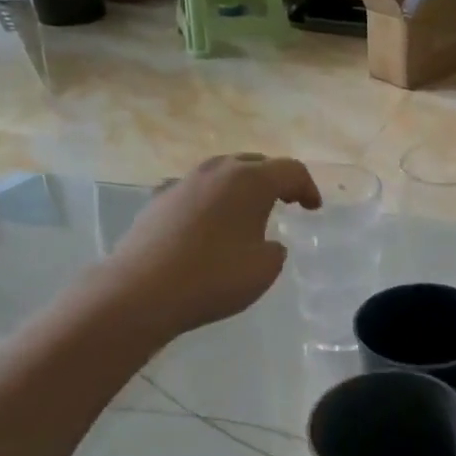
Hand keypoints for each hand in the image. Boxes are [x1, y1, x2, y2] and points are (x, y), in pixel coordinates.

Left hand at [98, 154, 319, 340]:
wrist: (141, 291)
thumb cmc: (214, 277)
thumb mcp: (264, 269)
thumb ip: (274, 249)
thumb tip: (265, 243)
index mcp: (250, 181)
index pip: (290, 170)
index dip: (307, 187)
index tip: (313, 208)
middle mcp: (217, 171)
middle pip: (255, 163)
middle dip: (275, 180)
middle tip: (287, 201)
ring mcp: (183, 182)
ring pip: (222, 173)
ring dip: (241, 187)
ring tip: (248, 212)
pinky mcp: (158, 200)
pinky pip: (196, 191)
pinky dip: (212, 201)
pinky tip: (209, 224)